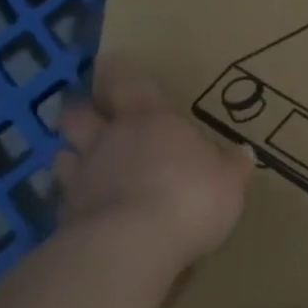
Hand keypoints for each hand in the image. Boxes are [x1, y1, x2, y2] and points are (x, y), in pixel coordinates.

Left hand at [53, 55, 254, 274]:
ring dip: (74, 157)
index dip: (118, 71)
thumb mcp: (229, 183)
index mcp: (151, 121)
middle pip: (80, 115)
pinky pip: (66, 200)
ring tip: (86, 166)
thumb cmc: (189, 198)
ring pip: (65, 155)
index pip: (128, 83)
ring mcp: (82, 178)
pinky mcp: (66, 216)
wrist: (131, 247)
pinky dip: (77, 202)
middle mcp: (110, 140)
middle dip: (84, 113)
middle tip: (93, 116)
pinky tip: (91, 213)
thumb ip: (232, 167)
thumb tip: (243, 153)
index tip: (109, 61)